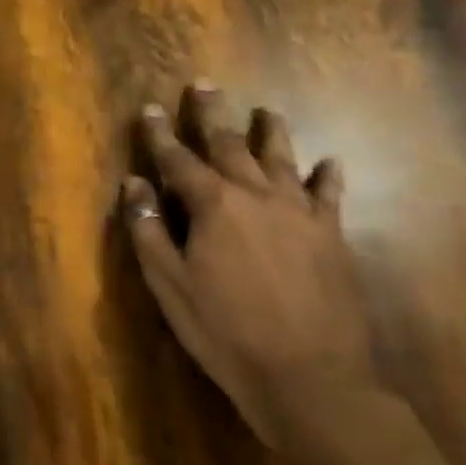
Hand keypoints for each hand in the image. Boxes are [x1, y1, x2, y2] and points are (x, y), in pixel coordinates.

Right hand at [122, 82, 375, 456]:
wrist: (310, 379)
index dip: (161, 134)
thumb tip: (134, 184)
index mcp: (213, 205)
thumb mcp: (170, 283)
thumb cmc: (225, 331)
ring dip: (270, 132)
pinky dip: (328, 176)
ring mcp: (299, 214)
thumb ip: (149, 229)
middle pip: (229, 145)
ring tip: (266, 110)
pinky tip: (330, 162)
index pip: (177, 159)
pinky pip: (330, 196)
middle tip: (204, 85)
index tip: (151, 109)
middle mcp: (256, 196)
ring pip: (282, 159)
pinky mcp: (331, 237)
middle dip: (212, 114)